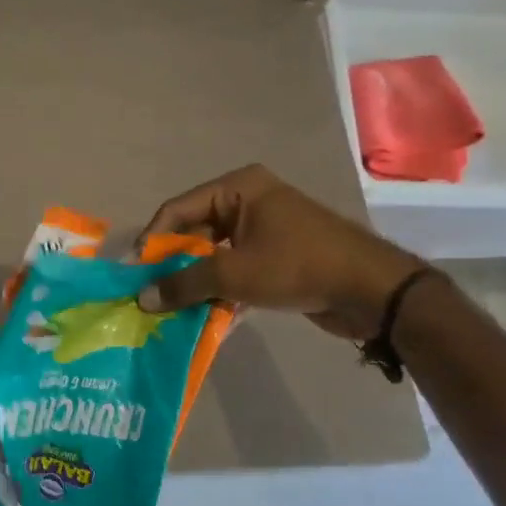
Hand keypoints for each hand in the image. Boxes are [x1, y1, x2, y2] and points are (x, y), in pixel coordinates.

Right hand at [134, 164, 422, 340]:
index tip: (134, 273)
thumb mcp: (234, 274)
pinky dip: (219, 290)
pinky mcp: (275, 257)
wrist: (371, 291)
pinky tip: (203, 317)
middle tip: (149, 294)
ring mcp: (264, 230)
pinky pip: (234, 270)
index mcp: (238, 188)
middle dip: (172, 265)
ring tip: (170, 310)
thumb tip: (142, 298)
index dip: (152, 240)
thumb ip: (184, 284)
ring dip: (194, 282)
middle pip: (194, 232)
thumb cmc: (298, 266)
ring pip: (213, 255)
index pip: (178, 209)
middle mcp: (248, 202)